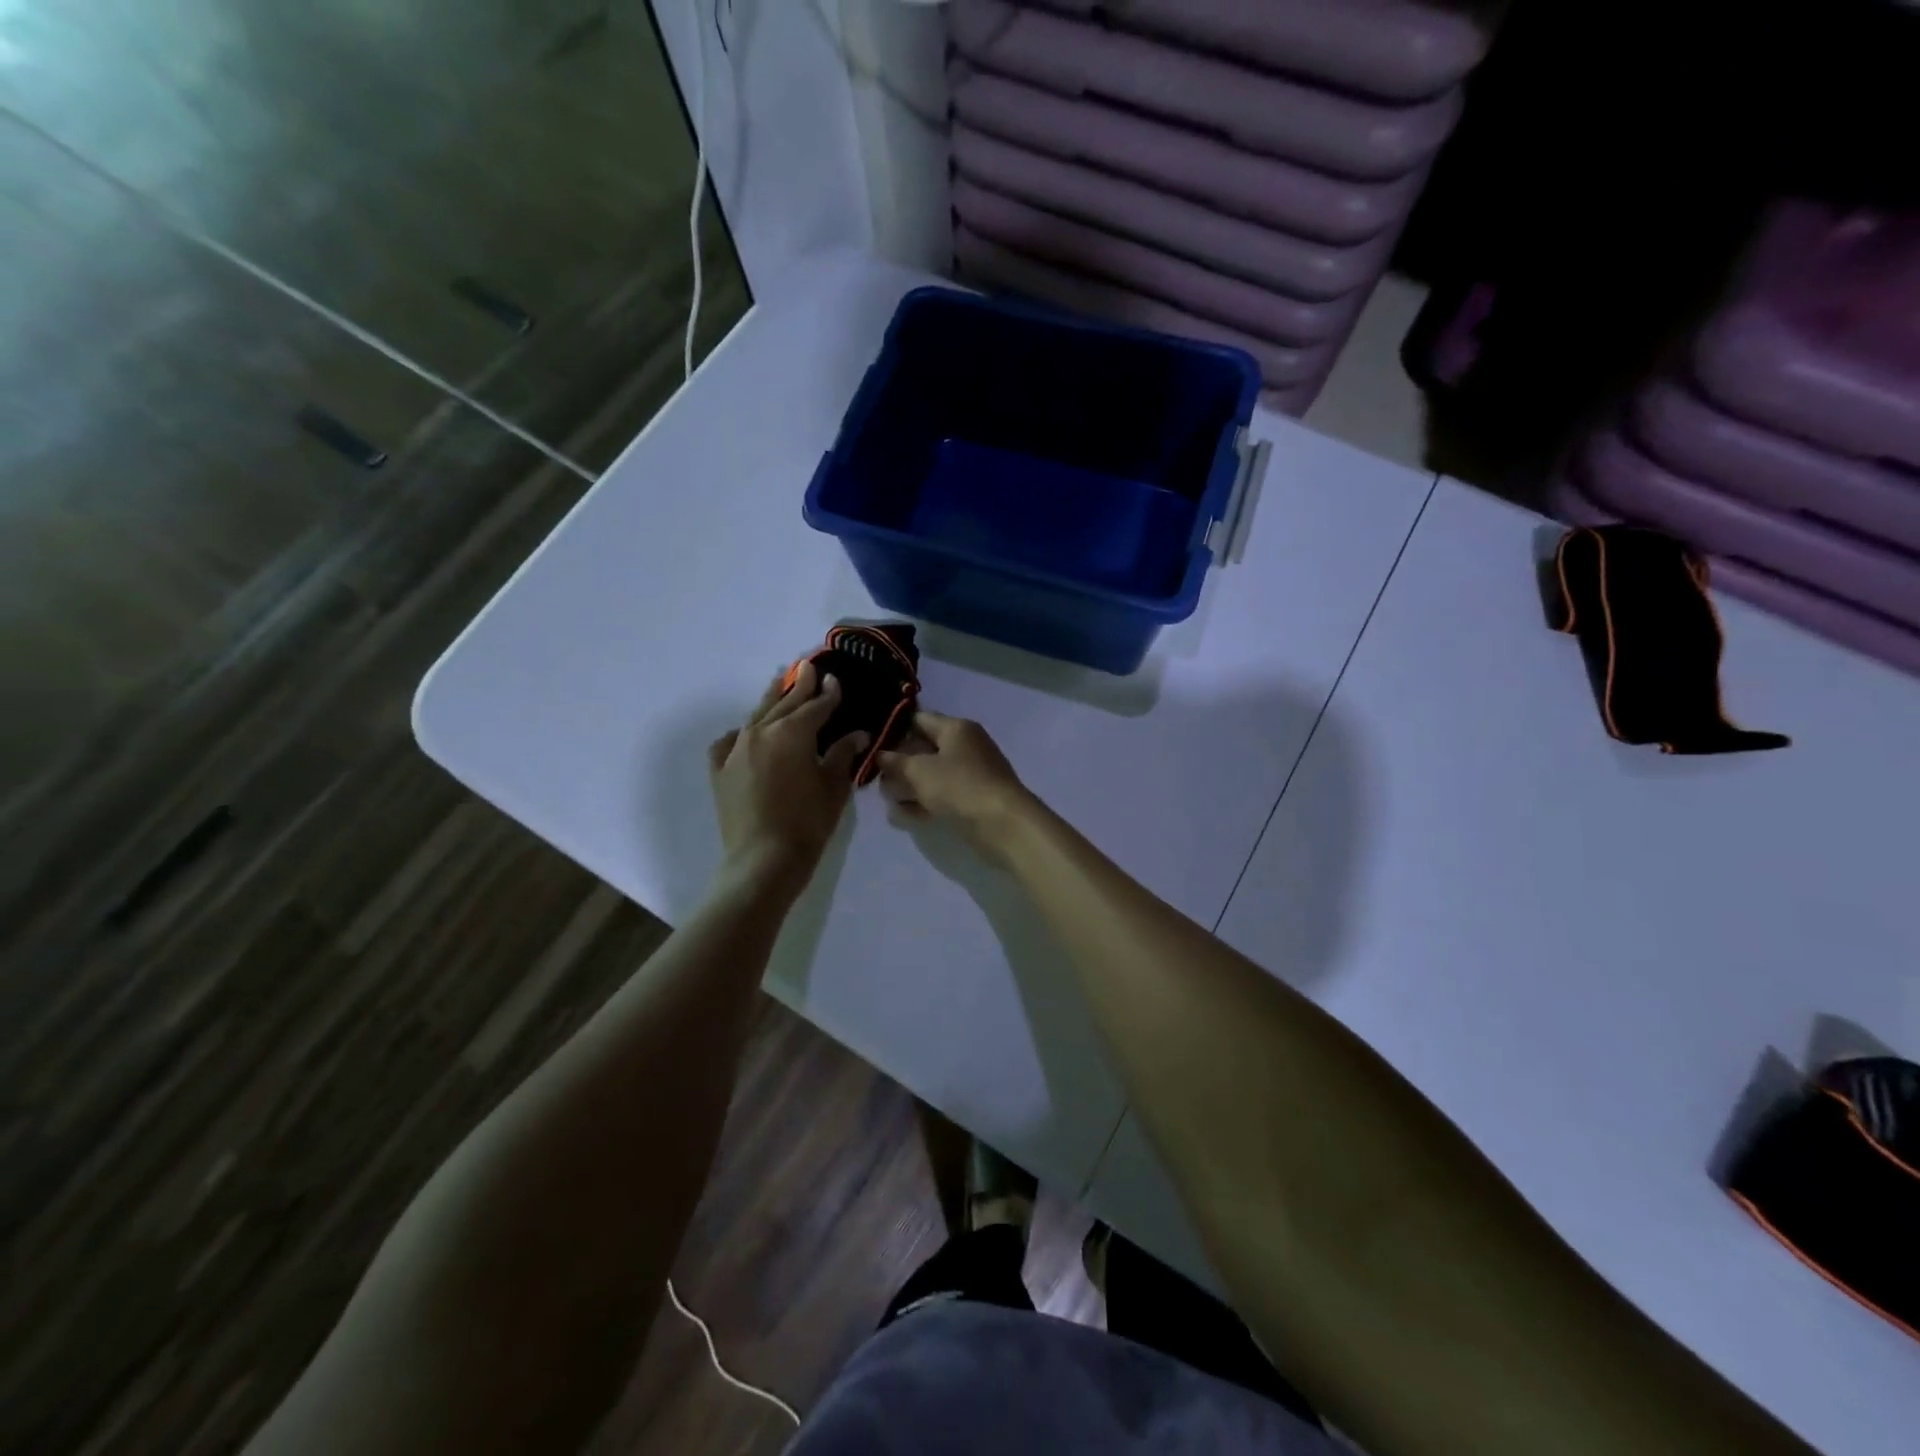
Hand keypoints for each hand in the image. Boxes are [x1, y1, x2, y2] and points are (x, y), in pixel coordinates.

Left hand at [708, 662, 868, 892]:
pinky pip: (729, 742)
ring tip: (779, 682)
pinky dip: (741, 734)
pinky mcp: (720, 770)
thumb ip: (842, 755)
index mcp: (792, 733)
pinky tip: (746, 734)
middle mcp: (761, 732)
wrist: (762, 860)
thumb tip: (857, 734)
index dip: (828, 693)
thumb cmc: (807, 823)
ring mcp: (736, 749)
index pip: (816, 706)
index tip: (835, 679)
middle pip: (784, 703)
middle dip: (799, 685)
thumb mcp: (833, 787)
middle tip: (807, 666)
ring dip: (771, 699)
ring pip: (756, 716)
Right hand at [876, 710, 1036, 853]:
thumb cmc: (959, 786)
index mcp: (956, 728)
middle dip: (900, 762)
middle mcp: (966, 746)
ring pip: (933, 774)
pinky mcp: (973, 800)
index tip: (872, 744)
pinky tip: (902, 813)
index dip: (894, 730)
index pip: (920, 719)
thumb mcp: (920, 771)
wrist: (1003, 824)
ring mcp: (972, 774)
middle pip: (925, 749)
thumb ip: (896, 762)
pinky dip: (924, 801)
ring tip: (885, 797)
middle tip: (875, 776)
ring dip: (909, 785)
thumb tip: (881, 754)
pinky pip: (942, 795)